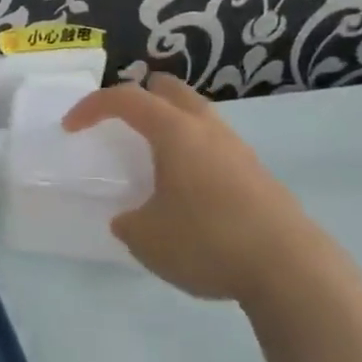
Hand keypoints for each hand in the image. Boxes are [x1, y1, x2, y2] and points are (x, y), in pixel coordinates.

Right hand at [64, 73, 330, 303]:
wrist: (290, 270)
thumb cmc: (207, 242)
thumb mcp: (145, 238)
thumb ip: (129, 221)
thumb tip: (133, 218)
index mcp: (175, 133)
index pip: (125, 99)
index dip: (91, 106)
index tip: (71, 128)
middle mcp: (208, 131)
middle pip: (170, 91)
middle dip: (139, 98)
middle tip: (118, 123)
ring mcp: (239, 152)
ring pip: (198, 117)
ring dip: (169, 125)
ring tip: (151, 158)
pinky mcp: (258, 177)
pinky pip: (215, 147)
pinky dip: (191, 153)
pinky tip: (185, 191)